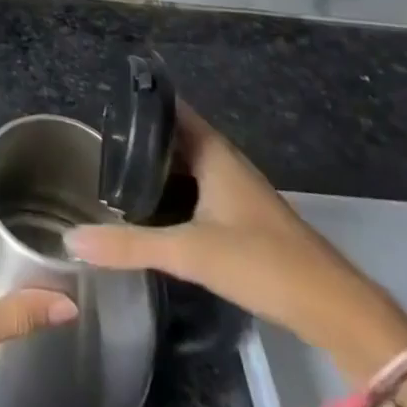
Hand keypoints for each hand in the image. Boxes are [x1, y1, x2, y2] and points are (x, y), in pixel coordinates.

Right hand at [66, 102, 406, 380]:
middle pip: (175, 134)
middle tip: (99, 136)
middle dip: (140, 133)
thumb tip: (72, 239)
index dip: (139, 99)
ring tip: (115, 166)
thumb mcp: (189, 252)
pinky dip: (173, 187)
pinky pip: (198, 186)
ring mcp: (236, 188)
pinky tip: (153, 205)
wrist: (334, 309)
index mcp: (213, 151)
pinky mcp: (243, 217)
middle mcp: (224, 160)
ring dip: (157, 162)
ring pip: (187, 162)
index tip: (103, 98)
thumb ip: (130, 244)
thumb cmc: (262, 261)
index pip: (170, 107)